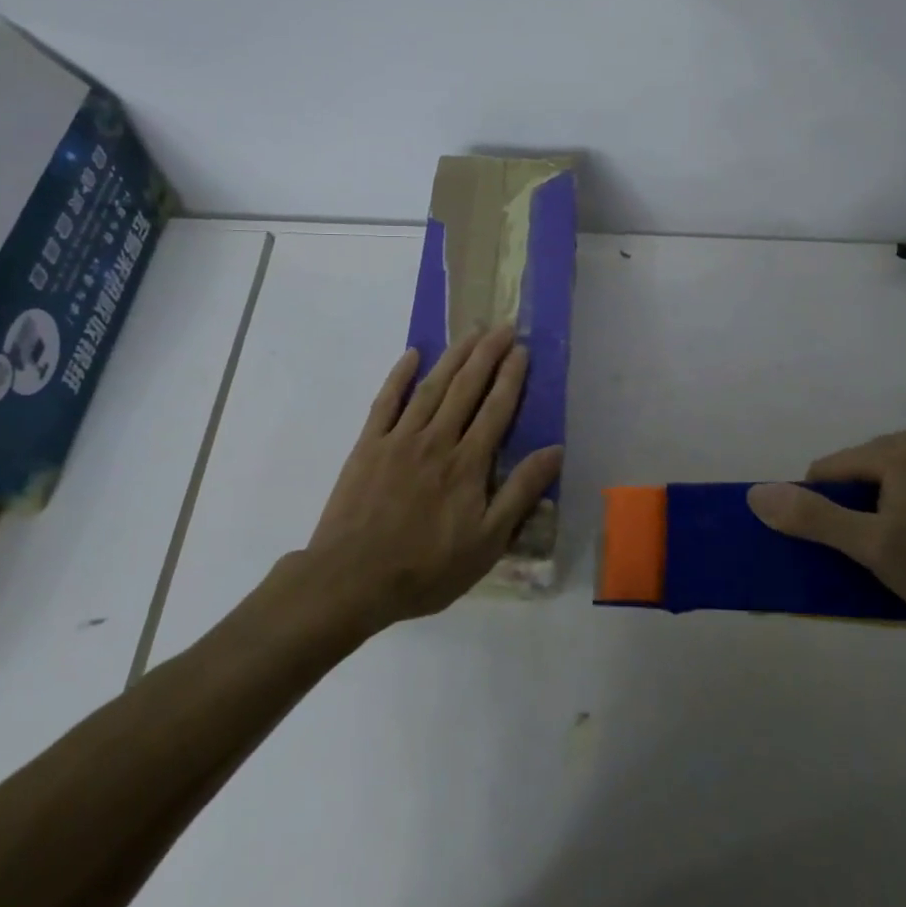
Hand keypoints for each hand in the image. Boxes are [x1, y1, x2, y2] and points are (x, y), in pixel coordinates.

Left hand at [295, 325, 563, 630]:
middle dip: (487, 354)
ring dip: (453, 356)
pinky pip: (386, 402)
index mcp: (467, 464)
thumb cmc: (425, 569)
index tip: (522, 350)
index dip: (511, 377)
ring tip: (471, 332)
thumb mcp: (487, 543)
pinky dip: (400, 376)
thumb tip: (554, 451)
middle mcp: (436, 441)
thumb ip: (520, 493)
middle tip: (502, 326)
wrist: (351, 580)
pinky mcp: (367, 446)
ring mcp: (399, 439)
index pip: (496, 410)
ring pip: (432, 387)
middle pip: (466, 388)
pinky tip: (412, 355)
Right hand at [747, 429, 905, 632]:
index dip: (820, 511)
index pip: (826, 472)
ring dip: (866, 520)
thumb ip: (813, 518)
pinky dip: (887, 519)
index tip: (840, 549)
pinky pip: (894, 494)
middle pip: (848, 478)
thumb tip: (756, 495)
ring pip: (870, 489)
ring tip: (886, 556)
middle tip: (866, 556)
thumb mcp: (870, 545)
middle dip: (845, 515)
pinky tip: (904, 549)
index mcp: (896, 448)